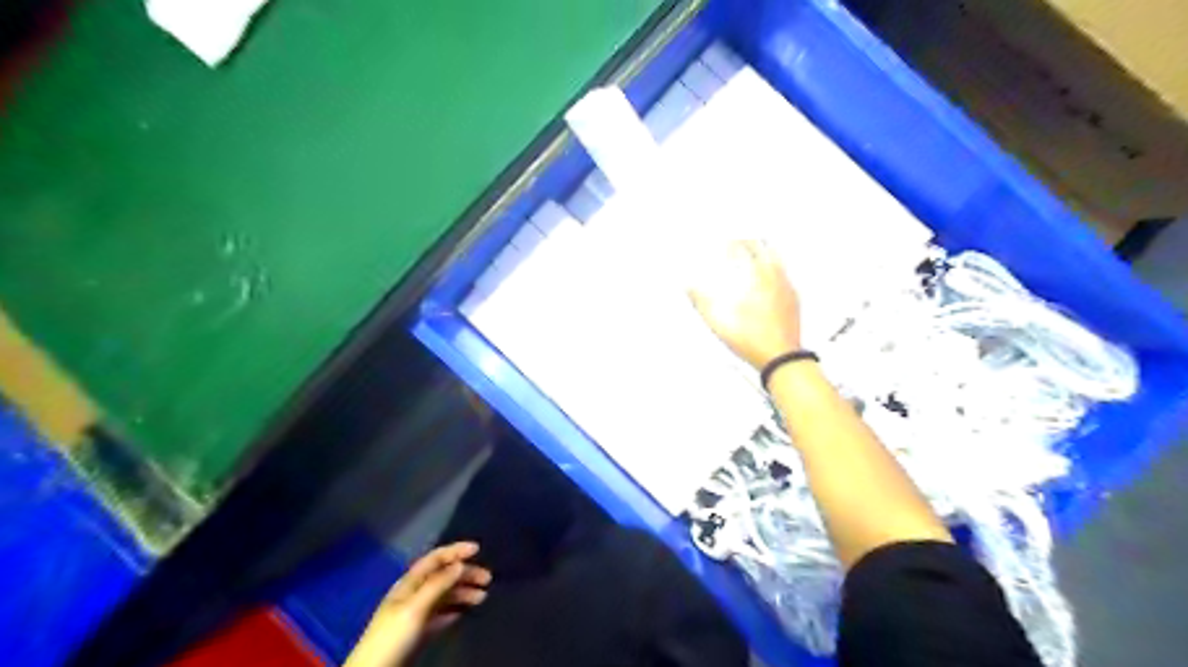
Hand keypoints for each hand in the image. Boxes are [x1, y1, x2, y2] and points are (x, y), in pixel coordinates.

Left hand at [345, 542, 491, 666]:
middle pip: (443, 576)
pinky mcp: (418, 631)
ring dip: (463, 592)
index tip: (477, 549)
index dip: (455, 551)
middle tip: (487, 579)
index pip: (435, 559)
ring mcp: (415, 612)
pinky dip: (453, 610)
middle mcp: (414, 593)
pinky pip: (440, 614)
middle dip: (465, 574)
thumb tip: (460, 564)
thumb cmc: (392, 636)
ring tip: (482, 597)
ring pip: (444, 595)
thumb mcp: (415, 608)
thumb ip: (437, 585)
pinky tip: (463, 613)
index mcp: (410, 583)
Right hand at [683, 239, 802, 369]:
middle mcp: (776, 280)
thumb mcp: (719, 323)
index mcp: (758, 280)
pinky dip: (775, 269)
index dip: (734, 243)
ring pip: (778, 261)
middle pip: (765, 250)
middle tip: (741, 240)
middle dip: (751, 242)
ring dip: (765, 253)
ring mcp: (787, 289)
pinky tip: (771, 276)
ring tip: (756, 252)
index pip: (746, 250)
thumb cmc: (754, 341)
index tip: (726, 241)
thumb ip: (702, 302)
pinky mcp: (793, 301)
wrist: (782, 359)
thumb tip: (689, 287)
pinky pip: (785, 275)